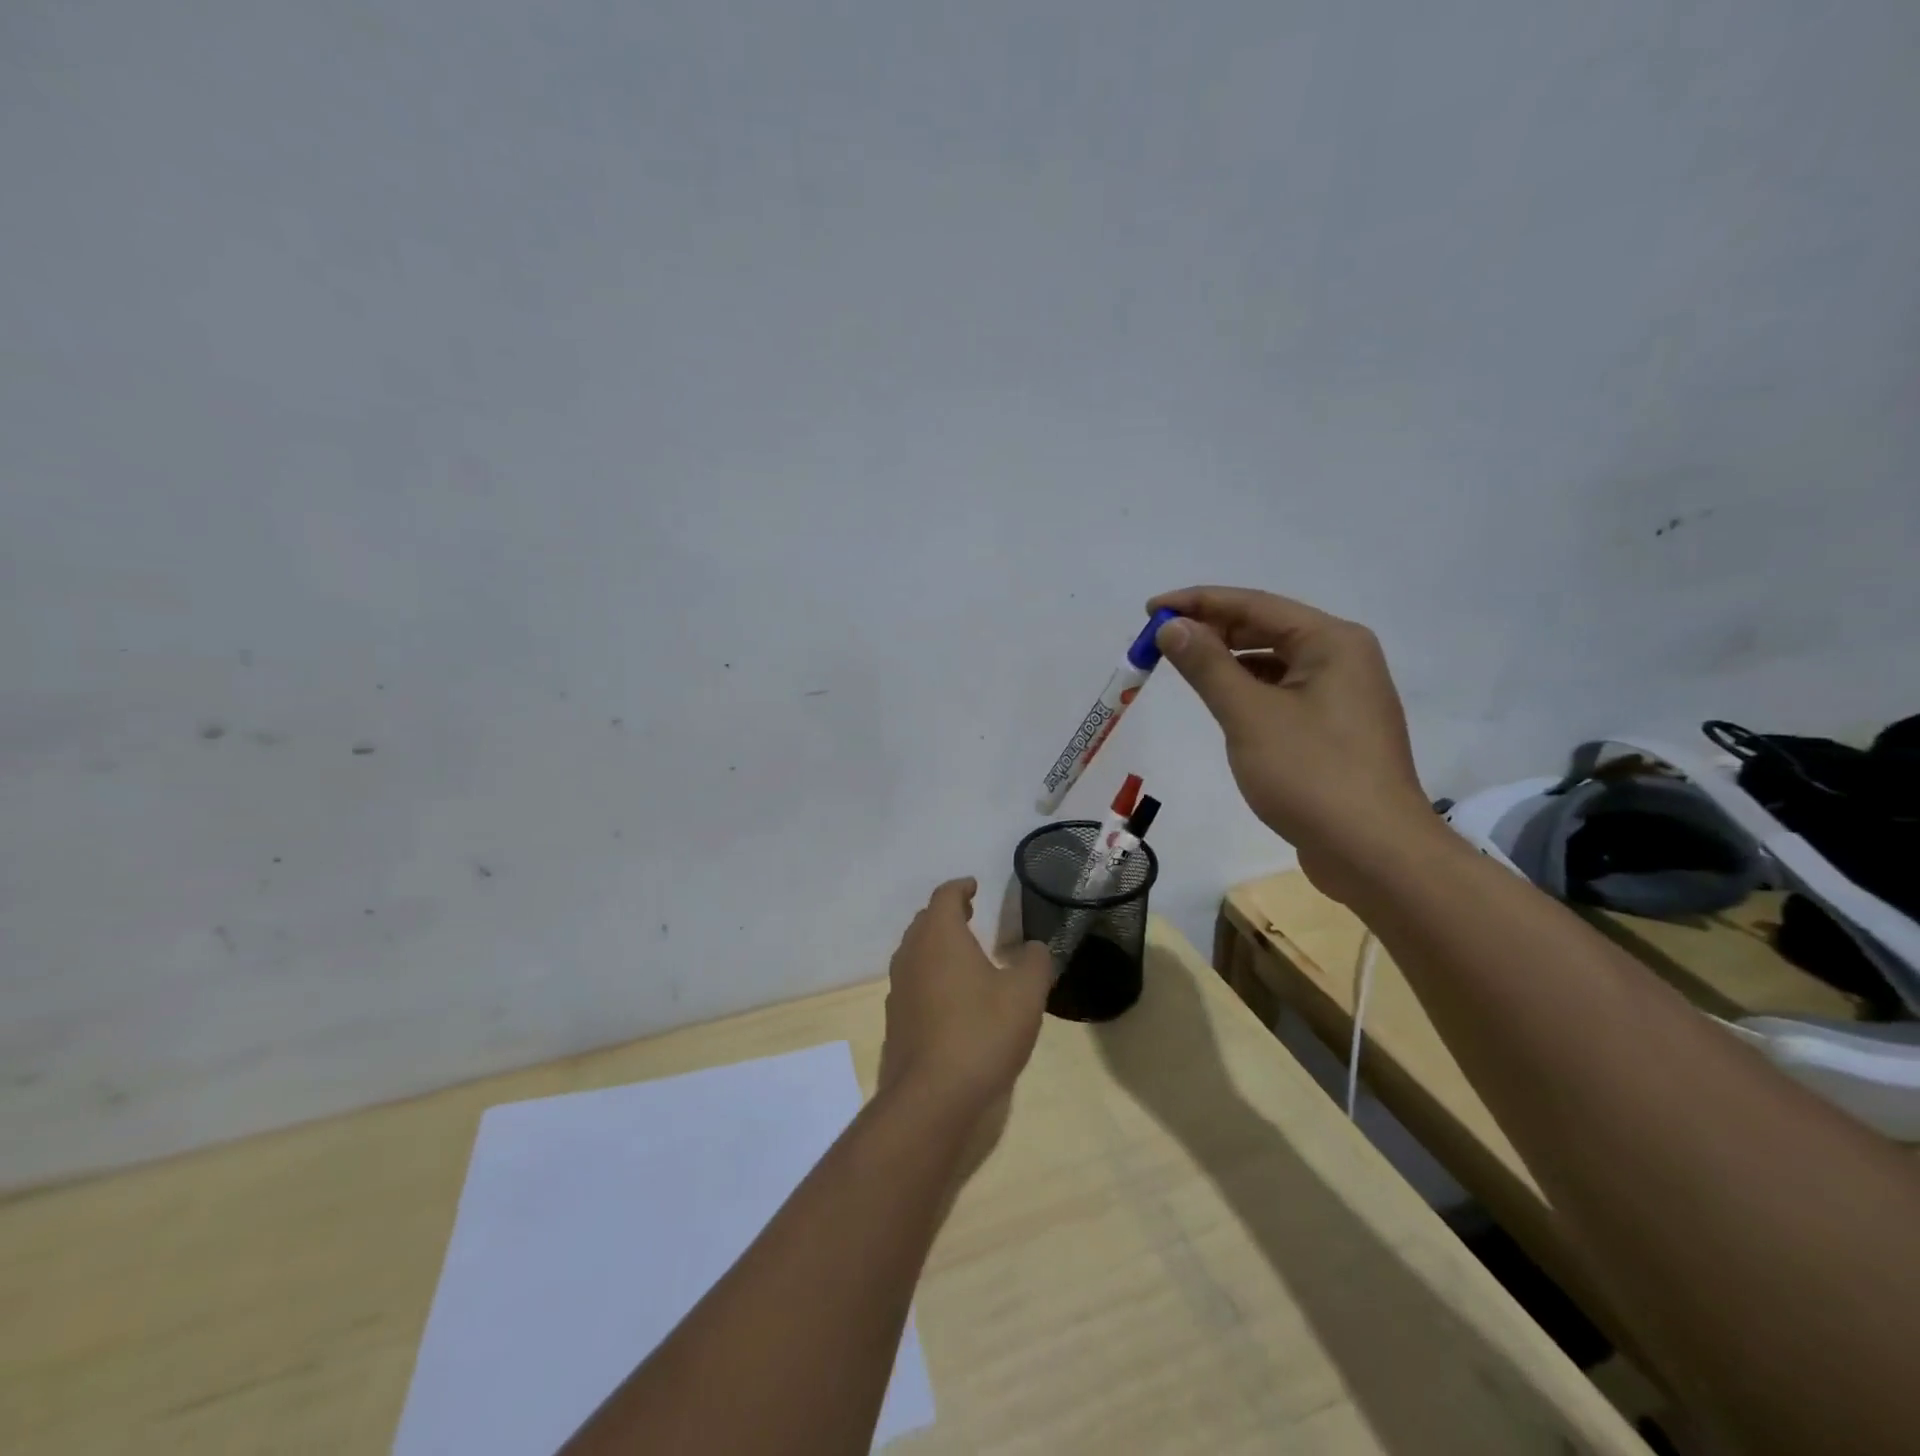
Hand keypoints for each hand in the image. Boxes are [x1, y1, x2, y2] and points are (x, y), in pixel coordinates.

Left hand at [878, 879, 1052, 1117]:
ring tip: (962, 954)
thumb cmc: (982, 1032)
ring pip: (915, 952)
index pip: (945, 896)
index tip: (974, 886)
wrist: (932, 1097)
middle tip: (970, 915)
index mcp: (940, 936)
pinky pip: (912, 983)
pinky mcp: (895, 1021)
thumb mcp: (1026, 993)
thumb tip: (1033, 948)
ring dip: (936, 945)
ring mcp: (898, 989)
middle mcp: (912, 954)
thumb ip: (1034, 962)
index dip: (961, 887)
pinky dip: (930, 977)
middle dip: (947, 914)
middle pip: (925, 921)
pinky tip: (950, 998)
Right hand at [1148, 586, 1439, 899]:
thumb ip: (1207, 665)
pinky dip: (1249, 689)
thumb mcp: (1249, 715)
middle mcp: (1343, 657)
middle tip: (1160, 641)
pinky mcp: (1335, 729)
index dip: (1197, 602)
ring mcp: (1343, 695)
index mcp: (1331, 641)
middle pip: (1266, 628)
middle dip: (1211, 630)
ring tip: (1183, 666)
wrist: (1374, 852)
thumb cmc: (1311, 774)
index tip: (1150, 611)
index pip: (1254, 604)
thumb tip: (1171, 627)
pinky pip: (1283, 692)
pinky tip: (1222, 702)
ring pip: (1274, 662)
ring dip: (1228, 660)